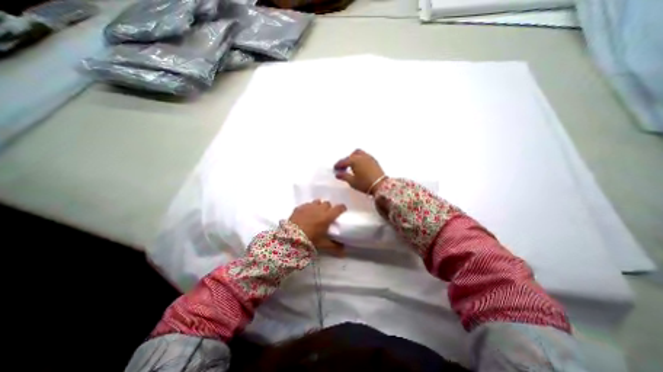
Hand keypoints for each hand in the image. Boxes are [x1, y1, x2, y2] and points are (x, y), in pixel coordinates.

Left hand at [288, 198, 346, 256]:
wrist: (291, 237)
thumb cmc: (310, 240)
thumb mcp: (323, 244)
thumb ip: (334, 247)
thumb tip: (344, 252)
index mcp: (327, 216)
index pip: (339, 208)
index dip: (342, 208)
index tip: (342, 211)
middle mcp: (319, 209)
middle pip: (327, 203)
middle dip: (328, 208)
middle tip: (327, 215)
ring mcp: (309, 206)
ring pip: (317, 202)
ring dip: (318, 206)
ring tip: (316, 213)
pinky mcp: (300, 207)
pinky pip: (307, 204)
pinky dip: (308, 208)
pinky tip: (306, 214)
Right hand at [335, 149, 386, 193]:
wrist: (381, 185)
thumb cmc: (365, 184)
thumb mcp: (352, 181)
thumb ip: (344, 176)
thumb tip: (337, 174)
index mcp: (354, 160)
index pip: (344, 161)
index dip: (338, 165)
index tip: (335, 168)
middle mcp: (361, 156)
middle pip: (351, 156)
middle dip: (346, 161)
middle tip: (343, 168)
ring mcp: (369, 157)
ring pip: (358, 153)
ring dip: (353, 157)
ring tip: (351, 165)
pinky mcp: (374, 160)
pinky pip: (365, 155)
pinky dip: (360, 158)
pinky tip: (360, 165)